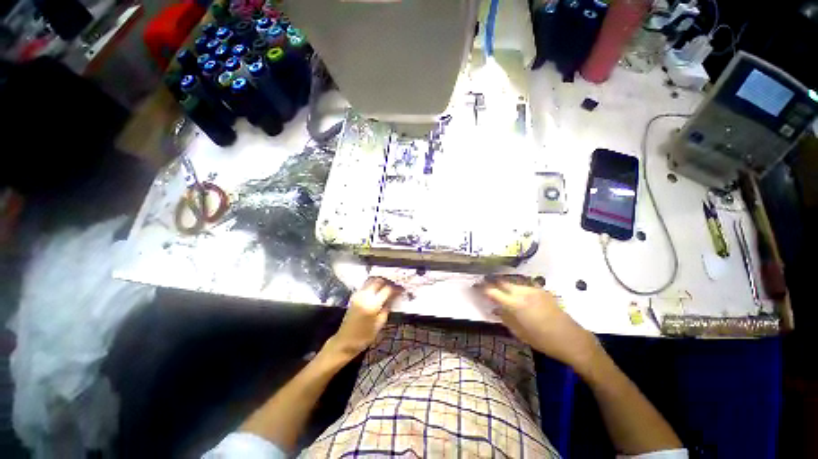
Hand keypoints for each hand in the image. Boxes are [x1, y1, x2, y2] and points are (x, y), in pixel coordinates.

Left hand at [325, 277, 403, 357]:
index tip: (402, 289)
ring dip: (380, 281)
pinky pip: (366, 285)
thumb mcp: (380, 324)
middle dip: (388, 281)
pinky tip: (378, 289)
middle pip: (378, 281)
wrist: (345, 341)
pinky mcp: (354, 296)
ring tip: (387, 286)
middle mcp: (365, 296)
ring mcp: (358, 295)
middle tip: (395, 285)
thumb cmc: (364, 336)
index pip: (387, 289)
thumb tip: (394, 297)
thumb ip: (387, 308)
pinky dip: (373, 284)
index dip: (396, 288)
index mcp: (373, 304)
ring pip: (371, 280)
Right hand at [475, 276, 600, 374]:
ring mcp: (533, 290)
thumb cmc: (543, 341)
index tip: (474, 286)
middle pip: (502, 282)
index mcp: (516, 304)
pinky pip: (523, 286)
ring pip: (513, 283)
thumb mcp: (520, 333)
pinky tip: (515, 294)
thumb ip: (505, 318)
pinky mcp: (542, 291)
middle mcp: (523, 292)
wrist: (572, 340)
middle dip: (492, 282)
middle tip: (483, 284)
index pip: (493, 291)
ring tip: (498, 289)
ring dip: (504, 285)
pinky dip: (515, 288)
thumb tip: (494, 308)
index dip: (482, 288)